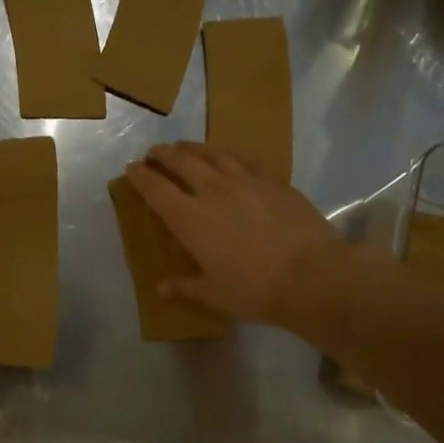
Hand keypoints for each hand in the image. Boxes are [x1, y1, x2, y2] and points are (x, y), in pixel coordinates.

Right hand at [125, 143, 341, 325]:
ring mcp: (245, 181)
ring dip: (194, 148)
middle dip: (163, 154)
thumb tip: (161, 289)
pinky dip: (229, 155)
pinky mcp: (273, 181)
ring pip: (213, 154)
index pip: (156, 189)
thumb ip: (186, 287)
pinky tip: (230, 158)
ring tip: (186, 148)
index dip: (140, 176)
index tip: (131, 168)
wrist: (312, 274)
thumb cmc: (254, 289)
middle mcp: (212, 191)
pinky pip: (245, 160)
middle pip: (181, 161)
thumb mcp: (214, 294)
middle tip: (155, 152)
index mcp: (189, 218)